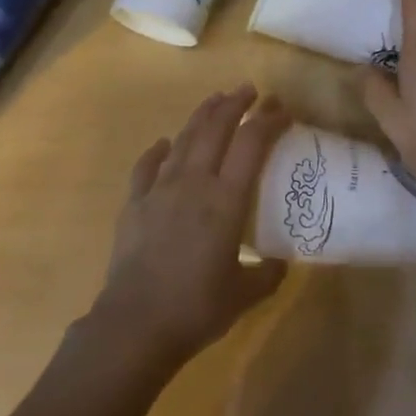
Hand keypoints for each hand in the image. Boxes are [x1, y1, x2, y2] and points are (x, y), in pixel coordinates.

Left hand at [89, 85, 290, 365]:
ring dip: (201, 116)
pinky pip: (147, 167)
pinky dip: (158, 151)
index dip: (268, 120)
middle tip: (250, 90)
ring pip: (183, 139)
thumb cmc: (196, 308)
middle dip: (234, 104)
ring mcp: (159, 190)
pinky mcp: (134, 204)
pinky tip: (163, 144)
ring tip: (215, 100)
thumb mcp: (244, 294)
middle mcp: (194, 183)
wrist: (135, 325)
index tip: (281, 108)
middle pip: (215, 129)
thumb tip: (279, 262)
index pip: (251, 144)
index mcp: (226, 200)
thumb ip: (268, 274)